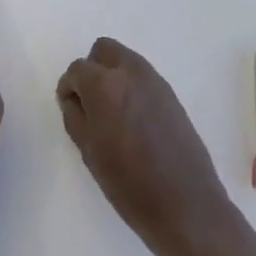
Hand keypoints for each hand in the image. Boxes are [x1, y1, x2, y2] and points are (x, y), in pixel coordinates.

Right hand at [57, 39, 237, 255]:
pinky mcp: (173, 95)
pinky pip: (144, 77)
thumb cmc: (129, 185)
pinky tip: (134, 121)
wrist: (186, 206)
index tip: (71, 109)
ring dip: (113, 76)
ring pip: (126, 60)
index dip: (69, 88)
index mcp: (105, 85)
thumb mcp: (90, 153)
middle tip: (90, 103)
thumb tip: (73, 98)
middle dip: (92, 70)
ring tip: (112, 114)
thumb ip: (75, 117)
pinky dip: (132, 87)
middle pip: (104, 50)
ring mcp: (156, 82)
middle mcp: (131, 73)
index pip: (77, 69)